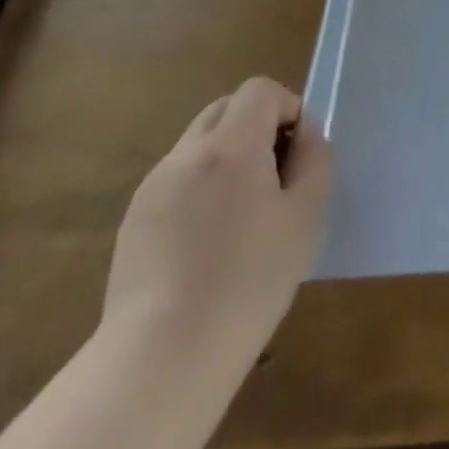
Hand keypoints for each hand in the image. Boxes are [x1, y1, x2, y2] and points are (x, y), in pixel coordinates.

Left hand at [101, 77, 331, 377]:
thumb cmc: (248, 282)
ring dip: (228, 157)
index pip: (259, 90)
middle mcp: (185, 154)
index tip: (297, 152)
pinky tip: (208, 244)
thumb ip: (314, 159)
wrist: (162, 358)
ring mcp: (153, 187)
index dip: (287, 108)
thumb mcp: (306, 216)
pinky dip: (201, 188)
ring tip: (242, 216)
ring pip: (199, 144)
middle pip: (225, 109)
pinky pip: (177, 180)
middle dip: (256, 127)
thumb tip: (304, 134)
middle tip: (275, 177)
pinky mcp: (134, 220)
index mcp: (230, 146)